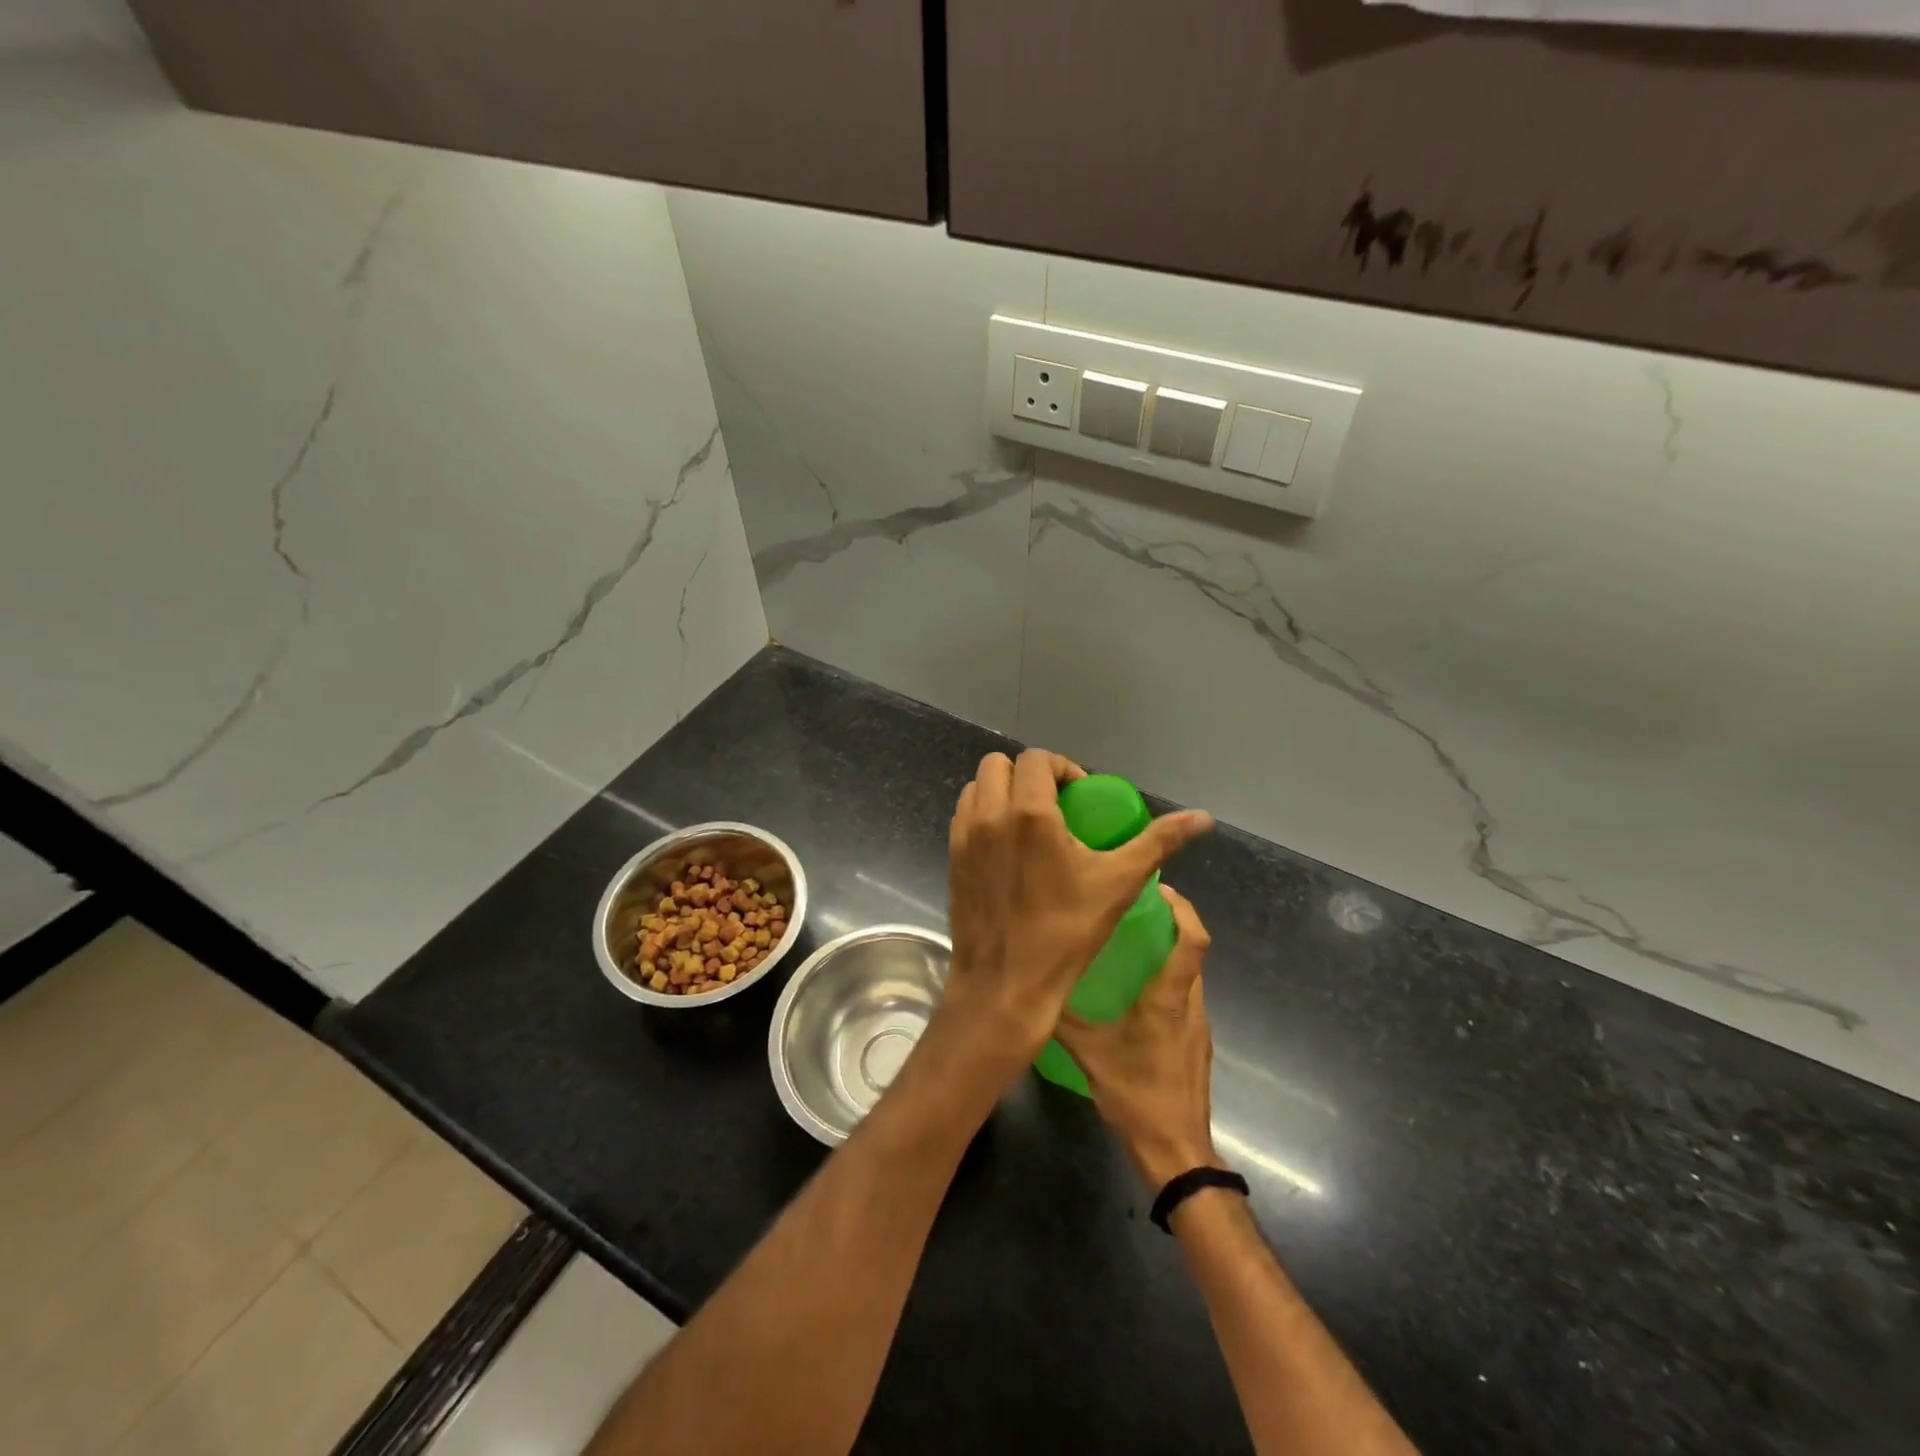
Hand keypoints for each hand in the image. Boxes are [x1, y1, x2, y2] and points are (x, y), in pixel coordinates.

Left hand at [929, 750, 1212, 1089]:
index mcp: (1029, 813)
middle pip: (999, 765)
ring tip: (1029, 823)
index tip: (1079, 796)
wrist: (1005, 985)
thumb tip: (1202, 817)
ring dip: (1002, 792)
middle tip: (1054, 805)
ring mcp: (963, 837)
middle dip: (1028, 775)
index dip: (1062, 768)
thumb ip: (1158, 842)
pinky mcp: (951, 858)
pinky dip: (983, 815)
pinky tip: (1007, 847)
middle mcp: (989, 815)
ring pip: (976, 788)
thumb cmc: (1066, 933)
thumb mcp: (1119, 883)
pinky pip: (964, 816)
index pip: (1037, 759)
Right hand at [1055, 884, 1219, 1188]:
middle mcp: (1190, 1005)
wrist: (1176, 1152)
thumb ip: (1063, 1020)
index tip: (1160, 888)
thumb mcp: (1091, 1054)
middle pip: (1193, 951)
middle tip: (1136, 907)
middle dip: (1173, 923)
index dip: (1183, 909)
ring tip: (1132, 943)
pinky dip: (1168, 981)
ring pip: (1190, 975)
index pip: (1191, 941)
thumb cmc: (1137, 1096)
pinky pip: (1185, 998)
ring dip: (1170, 952)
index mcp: (1168, 999)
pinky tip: (1136, 993)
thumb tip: (1033, 988)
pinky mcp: (1196, 1044)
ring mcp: (1197, 1026)